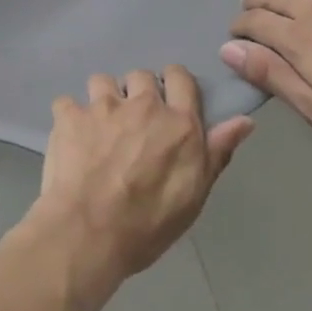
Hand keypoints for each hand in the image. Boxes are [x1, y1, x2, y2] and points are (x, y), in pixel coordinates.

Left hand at [28, 67, 253, 291]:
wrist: (88, 234)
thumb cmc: (148, 225)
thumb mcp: (194, 196)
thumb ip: (217, 152)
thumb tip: (244, 120)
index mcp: (177, 123)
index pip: (180, 77)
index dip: (174, 84)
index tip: (168, 102)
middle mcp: (142, 104)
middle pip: (141, 76)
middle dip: (137, 93)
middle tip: (133, 124)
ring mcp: (102, 106)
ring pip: (103, 81)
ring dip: (104, 100)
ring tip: (100, 128)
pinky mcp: (70, 113)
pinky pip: (67, 102)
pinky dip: (69, 118)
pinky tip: (70, 139)